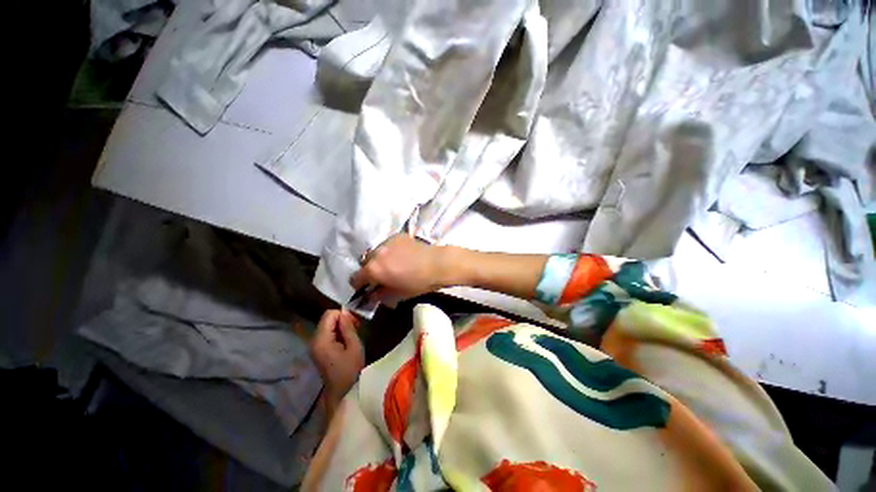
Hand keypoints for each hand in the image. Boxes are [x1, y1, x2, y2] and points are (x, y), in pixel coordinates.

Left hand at [310, 310, 364, 404]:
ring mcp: (314, 346)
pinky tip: (346, 341)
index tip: (355, 323)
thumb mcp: (354, 346)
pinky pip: (327, 334)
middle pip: (327, 319)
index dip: (343, 314)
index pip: (329, 314)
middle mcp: (314, 340)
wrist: (342, 393)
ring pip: (327, 325)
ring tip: (353, 335)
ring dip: (341, 326)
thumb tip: (345, 311)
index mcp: (321, 340)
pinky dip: (337, 333)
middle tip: (357, 328)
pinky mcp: (318, 350)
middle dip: (342, 320)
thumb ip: (348, 327)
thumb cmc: (351, 370)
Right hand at [350, 234, 450, 304]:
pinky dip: (390, 250)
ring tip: (393, 264)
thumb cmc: (417, 283)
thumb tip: (372, 295)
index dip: (359, 285)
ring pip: (376, 252)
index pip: (355, 278)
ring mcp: (386, 242)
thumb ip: (380, 294)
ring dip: (380, 259)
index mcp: (373, 269)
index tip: (366, 288)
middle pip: (365, 263)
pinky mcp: (397, 236)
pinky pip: (387, 244)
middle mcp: (376, 253)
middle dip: (370, 270)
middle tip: (382, 276)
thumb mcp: (398, 294)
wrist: (436, 264)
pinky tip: (402, 255)